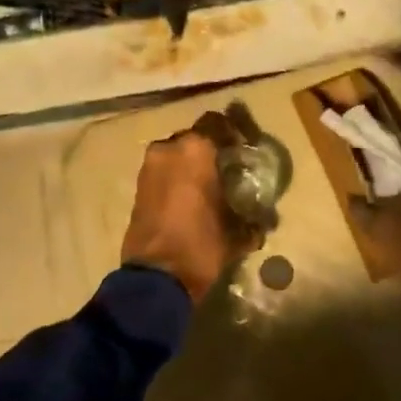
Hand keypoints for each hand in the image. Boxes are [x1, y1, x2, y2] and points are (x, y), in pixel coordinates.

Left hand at [121, 111, 261, 301]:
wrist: (156, 277)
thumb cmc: (200, 245)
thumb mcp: (235, 234)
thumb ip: (251, 221)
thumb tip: (262, 223)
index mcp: (195, 150)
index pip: (217, 123)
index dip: (233, 133)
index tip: (245, 148)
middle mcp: (169, 149)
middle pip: (195, 138)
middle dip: (211, 151)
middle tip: (228, 169)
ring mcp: (149, 167)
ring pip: (177, 155)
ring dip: (191, 165)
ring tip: (209, 186)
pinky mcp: (138, 186)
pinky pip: (163, 172)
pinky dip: (176, 179)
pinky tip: (191, 199)